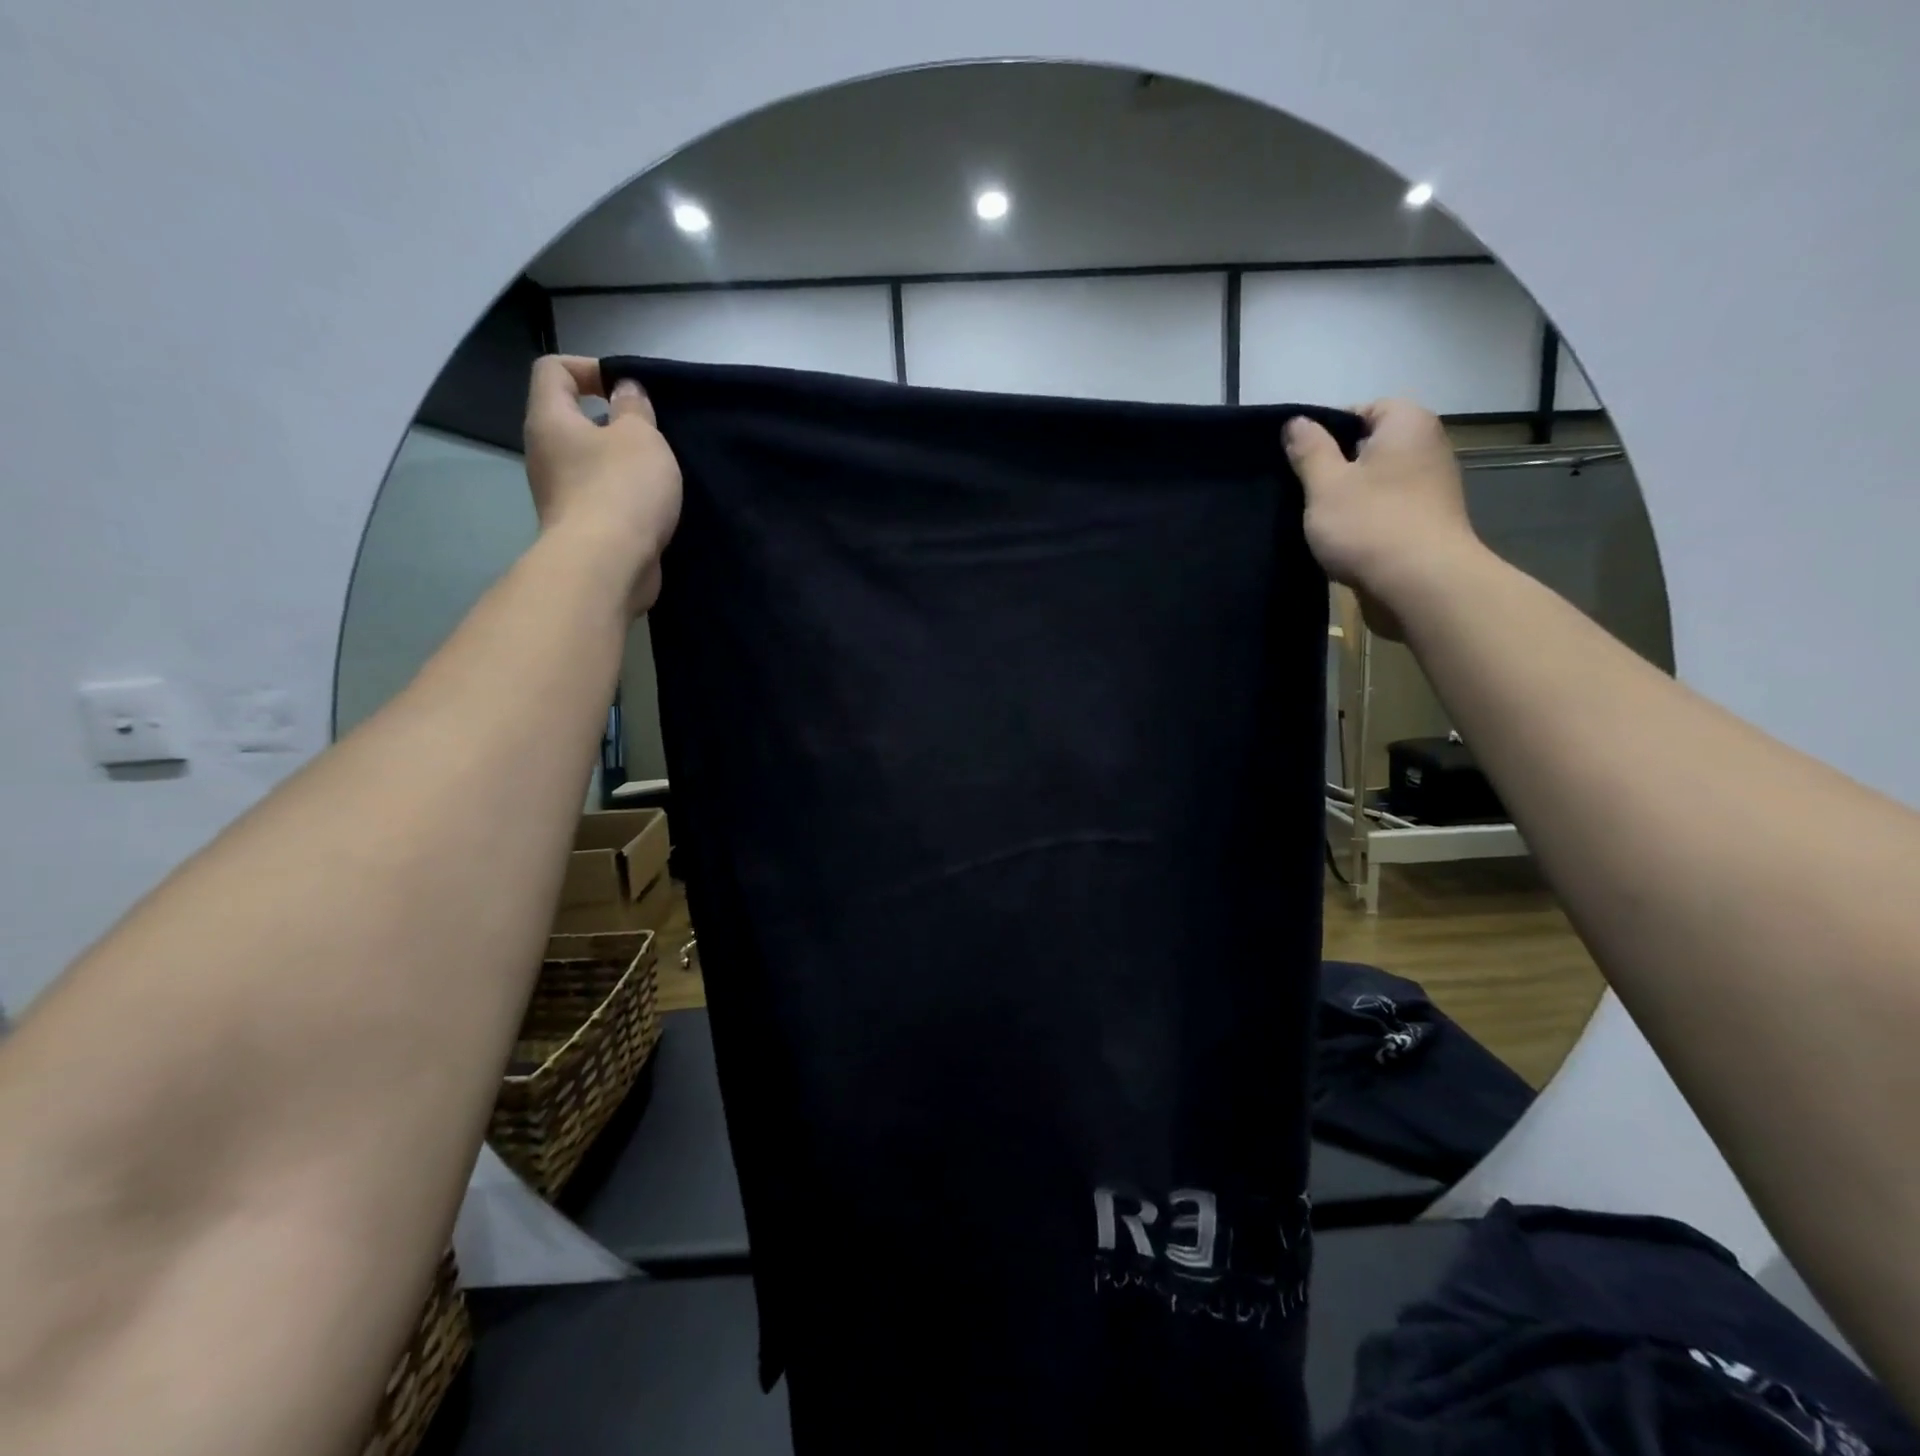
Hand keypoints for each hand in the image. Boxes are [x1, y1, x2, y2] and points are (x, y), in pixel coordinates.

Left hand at [523, 355, 681, 613]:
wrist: (608, 566)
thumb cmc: (621, 489)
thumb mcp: (640, 436)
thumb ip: (634, 408)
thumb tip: (624, 391)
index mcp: (550, 420)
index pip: (552, 370)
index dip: (589, 367)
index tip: (627, 388)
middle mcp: (545, 454)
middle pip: (574, 420)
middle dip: (613, 421)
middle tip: (652, 434)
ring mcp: (560, 495)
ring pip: (591, 463)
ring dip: (623, 464)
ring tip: (660, 473)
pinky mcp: (581, 528)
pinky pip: (603, 498)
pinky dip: (626, 498)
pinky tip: (655, 507)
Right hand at [1285, 399, 1481, 639]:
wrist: (1421, 585)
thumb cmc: (1369, 524)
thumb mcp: (1325, 484)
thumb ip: (1309, 450)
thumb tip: (1296, 422)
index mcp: (1407, 424)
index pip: (1362, 409)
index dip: (1326, 431)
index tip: (1300, 460)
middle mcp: (1428, 447)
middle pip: (1370, 446)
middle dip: (1336, 467)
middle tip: (1303, 492)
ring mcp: (1432, 487)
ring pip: (1377, 481)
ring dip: (1348, 498)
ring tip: (1318, 521)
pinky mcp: (1428, 523)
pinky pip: (1388, 509)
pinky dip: (1365, 520)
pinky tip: (1343, 542)